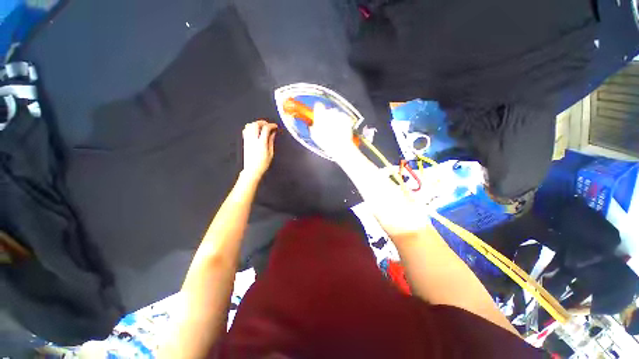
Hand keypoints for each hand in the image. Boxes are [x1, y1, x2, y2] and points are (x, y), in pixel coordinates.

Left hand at [241, 120, 277, 182]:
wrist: (252, 170)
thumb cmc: (263, 164)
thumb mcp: (270, 153)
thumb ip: (271, 141)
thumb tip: (273, 133)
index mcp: (261, 143)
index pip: (266, 129)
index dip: (271, 125)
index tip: (275, 126)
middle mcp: (253, 139)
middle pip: (256, 124)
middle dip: (263, 122)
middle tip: (268, 125)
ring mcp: (247, 140)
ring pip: (249, 125)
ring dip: (256, 124)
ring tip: (262, 127)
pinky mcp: (245, 141)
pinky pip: (246, 130)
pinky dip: (250, 127)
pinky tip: (255, 131)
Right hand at [309, 103, 357, 160]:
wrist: (340, 146)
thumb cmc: (326, 143)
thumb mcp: (315, 136)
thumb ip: (313, 128)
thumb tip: (313, 125)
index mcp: (320, 116)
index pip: (318, 106)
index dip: (318, 110)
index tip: (319, 113)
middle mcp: (330, 112)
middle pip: (328, 110)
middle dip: (327, 117)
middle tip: (328, 126)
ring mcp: (339, 114)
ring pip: (336, 113)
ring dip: (335, 119)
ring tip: (335, 129)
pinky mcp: (346, 117)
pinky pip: (343, 117)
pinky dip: (342, 121)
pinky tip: (341, 129)